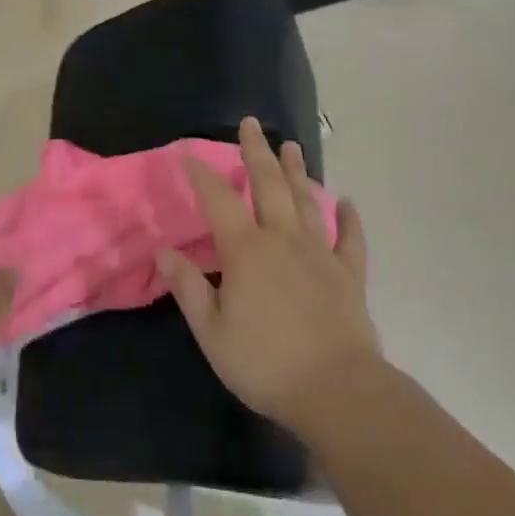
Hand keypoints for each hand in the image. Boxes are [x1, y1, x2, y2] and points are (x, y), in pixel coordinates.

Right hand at [156, 118, 380, 437]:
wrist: (337, 391)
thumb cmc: (265, 363)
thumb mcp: (212, 331)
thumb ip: (188, 287)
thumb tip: (164, 251)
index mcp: (245, 251)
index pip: (218, 201)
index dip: (201, 175)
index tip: (188, 155)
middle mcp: (282, 240)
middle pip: (267, 186)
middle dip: (256, 152)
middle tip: (251, 124)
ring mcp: (320, 254)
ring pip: (305, 202)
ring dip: (296, 172)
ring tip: (291, 146)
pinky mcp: (348, 275)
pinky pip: (350, 240)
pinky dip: (349, 219)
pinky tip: (346, 202)